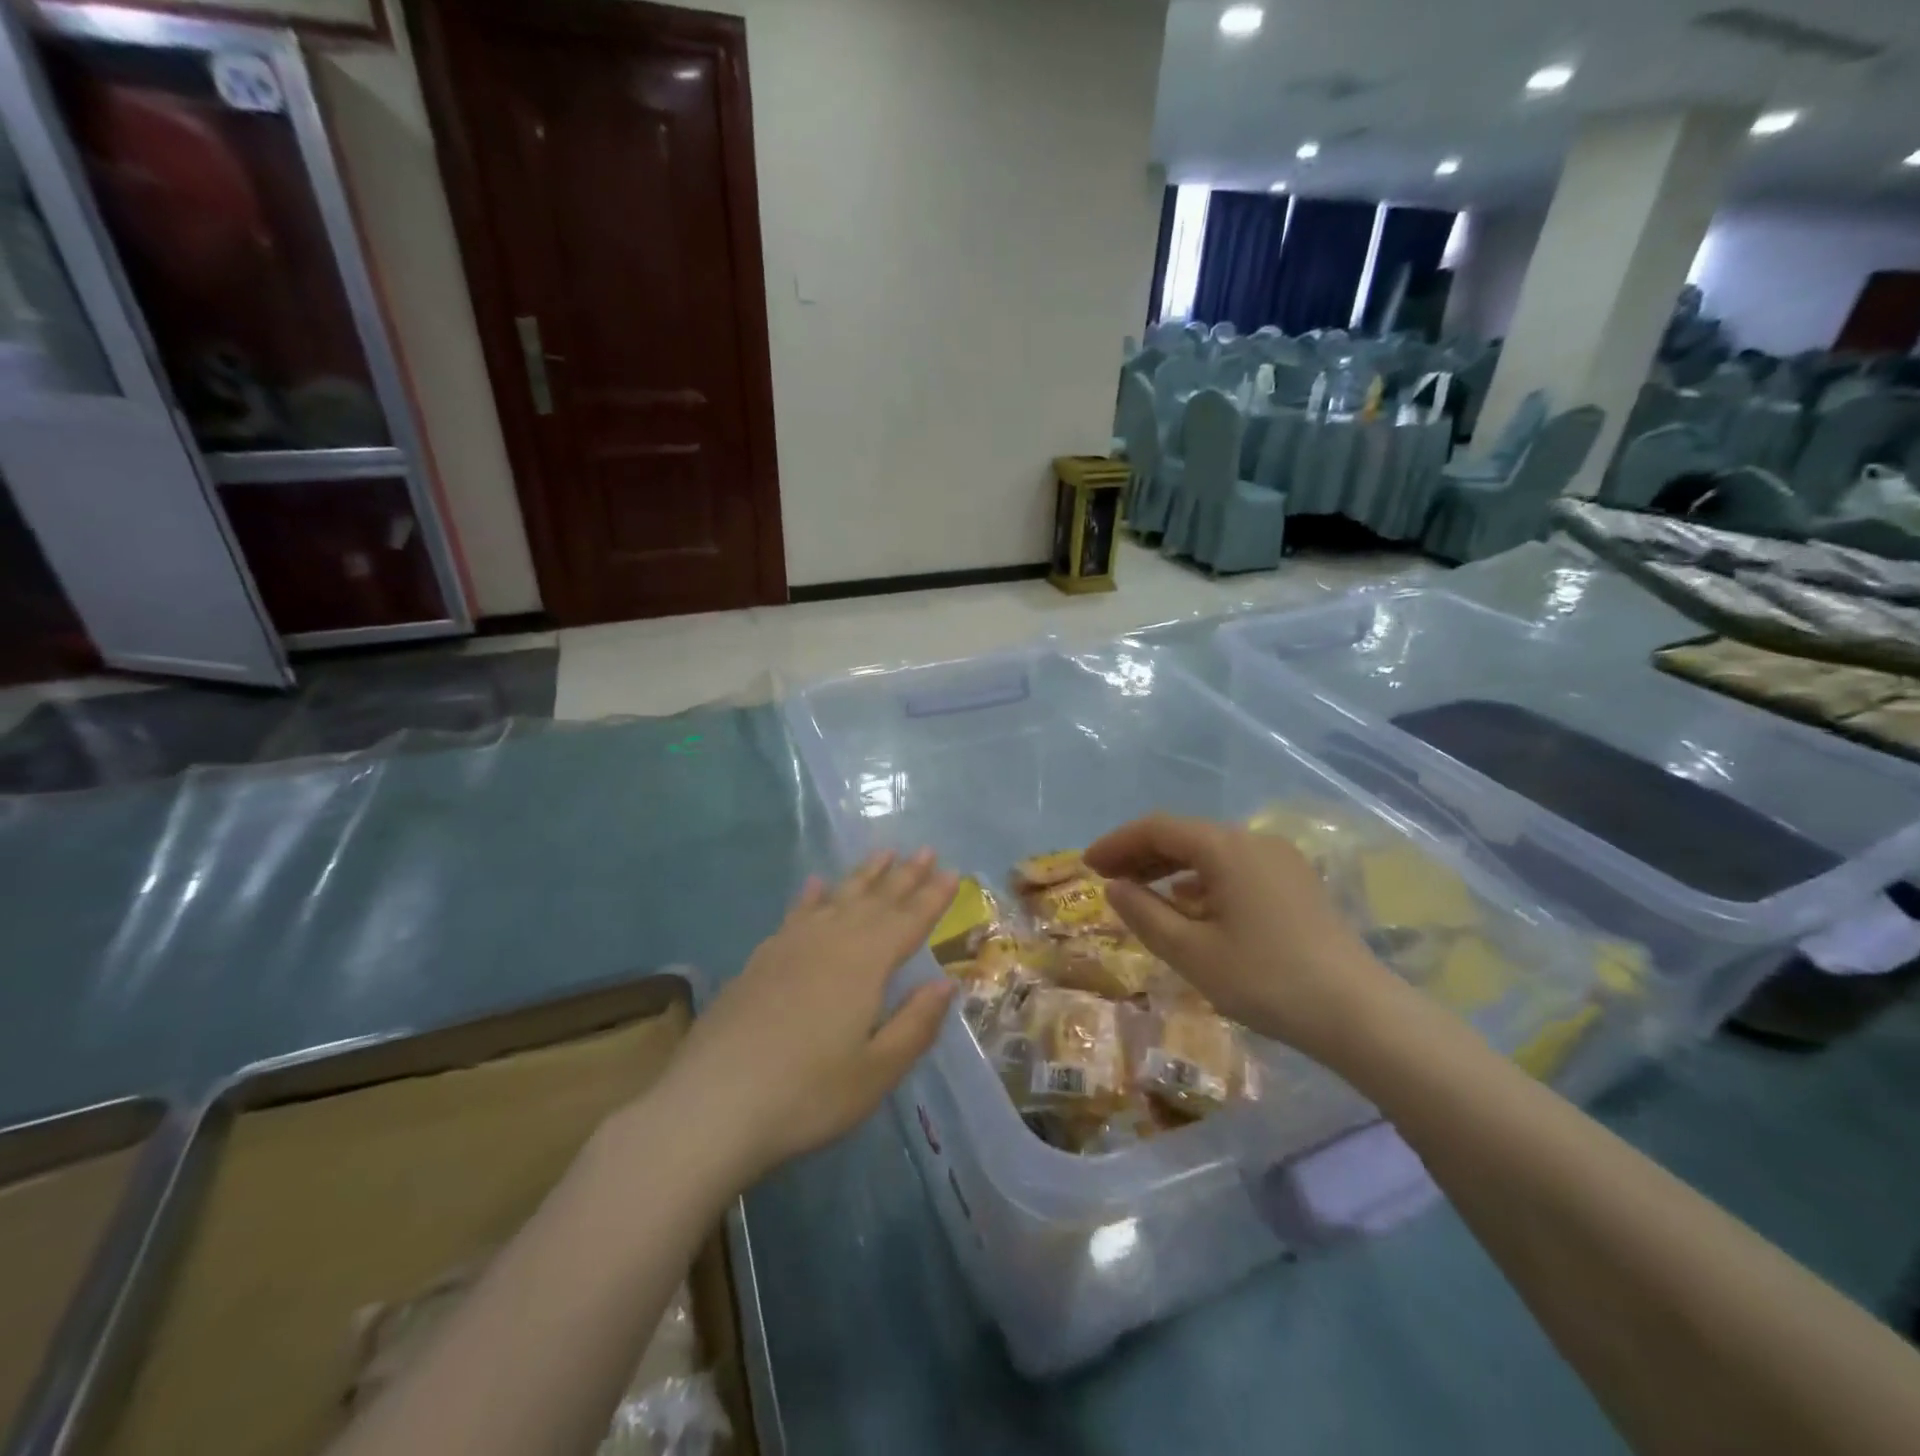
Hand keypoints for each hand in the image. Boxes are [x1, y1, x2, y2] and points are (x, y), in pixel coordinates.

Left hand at [657, 850, 958, 1185]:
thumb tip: (946, 983)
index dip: (932, 898)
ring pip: (837, 898)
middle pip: (876, 901)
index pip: (908, 921)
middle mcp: (831, 941)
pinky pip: (796, 914)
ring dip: (864, 875)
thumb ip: (915, 1024)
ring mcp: (791, 946)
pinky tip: (816, 885)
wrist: (711, 1104)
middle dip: (905, 876)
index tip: (952, 873)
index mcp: (865, 964)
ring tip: (884, 853)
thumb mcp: (875, 1072)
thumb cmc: (806, 1095)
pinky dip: (811, 896)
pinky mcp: (761, 959)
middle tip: (927, 851)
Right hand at [1084, 815, 1400, 1060]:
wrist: (1359, 1014)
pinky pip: (1233, 868)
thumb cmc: (1266, 980)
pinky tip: (1189, 908)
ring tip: (1140, 893)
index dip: (1117, 842)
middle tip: (1107, 879)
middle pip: (1184, 835)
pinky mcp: (1294, 884)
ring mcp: (1279, 861)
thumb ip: (1145, 914)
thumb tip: (1115, 887)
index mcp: (1226, 848)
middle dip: (1140, 854)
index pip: (1157, 828)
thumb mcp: (1192, 952)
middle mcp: (1254, 841)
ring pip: (1210, 852)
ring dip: (1170, 867)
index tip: (1087, 865)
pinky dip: (1200, 881)